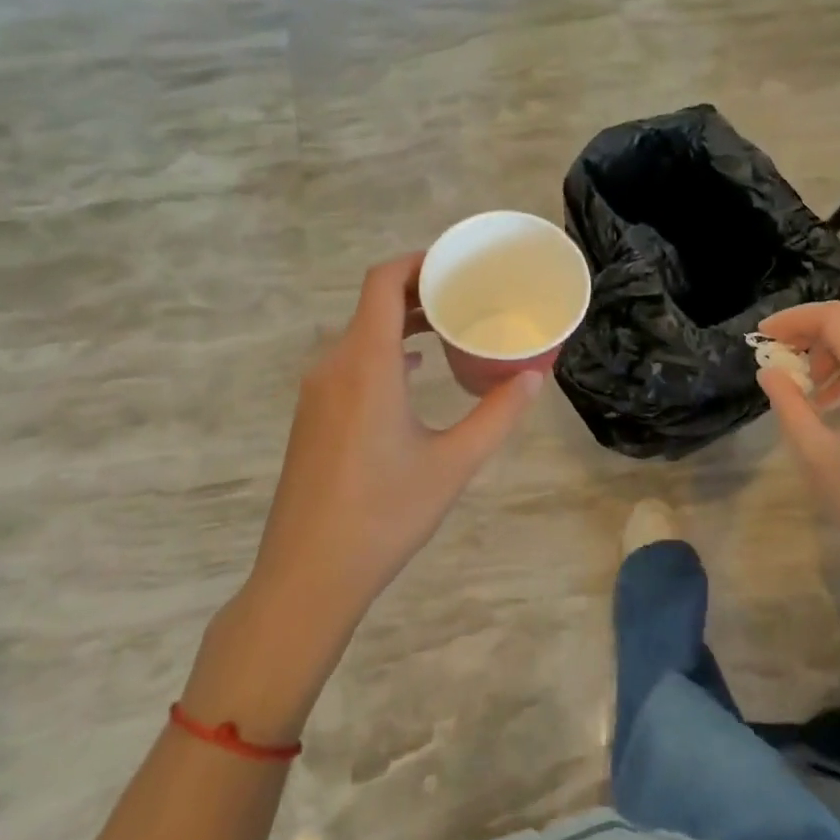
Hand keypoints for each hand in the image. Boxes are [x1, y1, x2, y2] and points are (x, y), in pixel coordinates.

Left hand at [185, 257, 542, 741]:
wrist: (305, 577)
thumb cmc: (383, 515)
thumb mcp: (452, 464)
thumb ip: (497, 415)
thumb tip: (534, 376)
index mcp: (366, 363)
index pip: (382, 281)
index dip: (418, 262)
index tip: (457, 264)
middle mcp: (334, 365)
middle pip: (373, 303)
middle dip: (419, 291)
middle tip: (467, 295)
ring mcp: (317, 391)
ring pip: (361, 333)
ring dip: (402, 322)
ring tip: (449, 327)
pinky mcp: (313, 415)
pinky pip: (351, 361)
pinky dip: (385, 351)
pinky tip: (415, 372)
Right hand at [756, 302, 839, 600]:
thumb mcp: (817, 456)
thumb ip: (788, 404)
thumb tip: (770, 371)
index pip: (836, 320)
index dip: (795, 320)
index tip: (763, 335)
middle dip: (814, 328)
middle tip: (781, 351)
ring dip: (836, 347)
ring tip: (808, 384)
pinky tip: (837, 400)